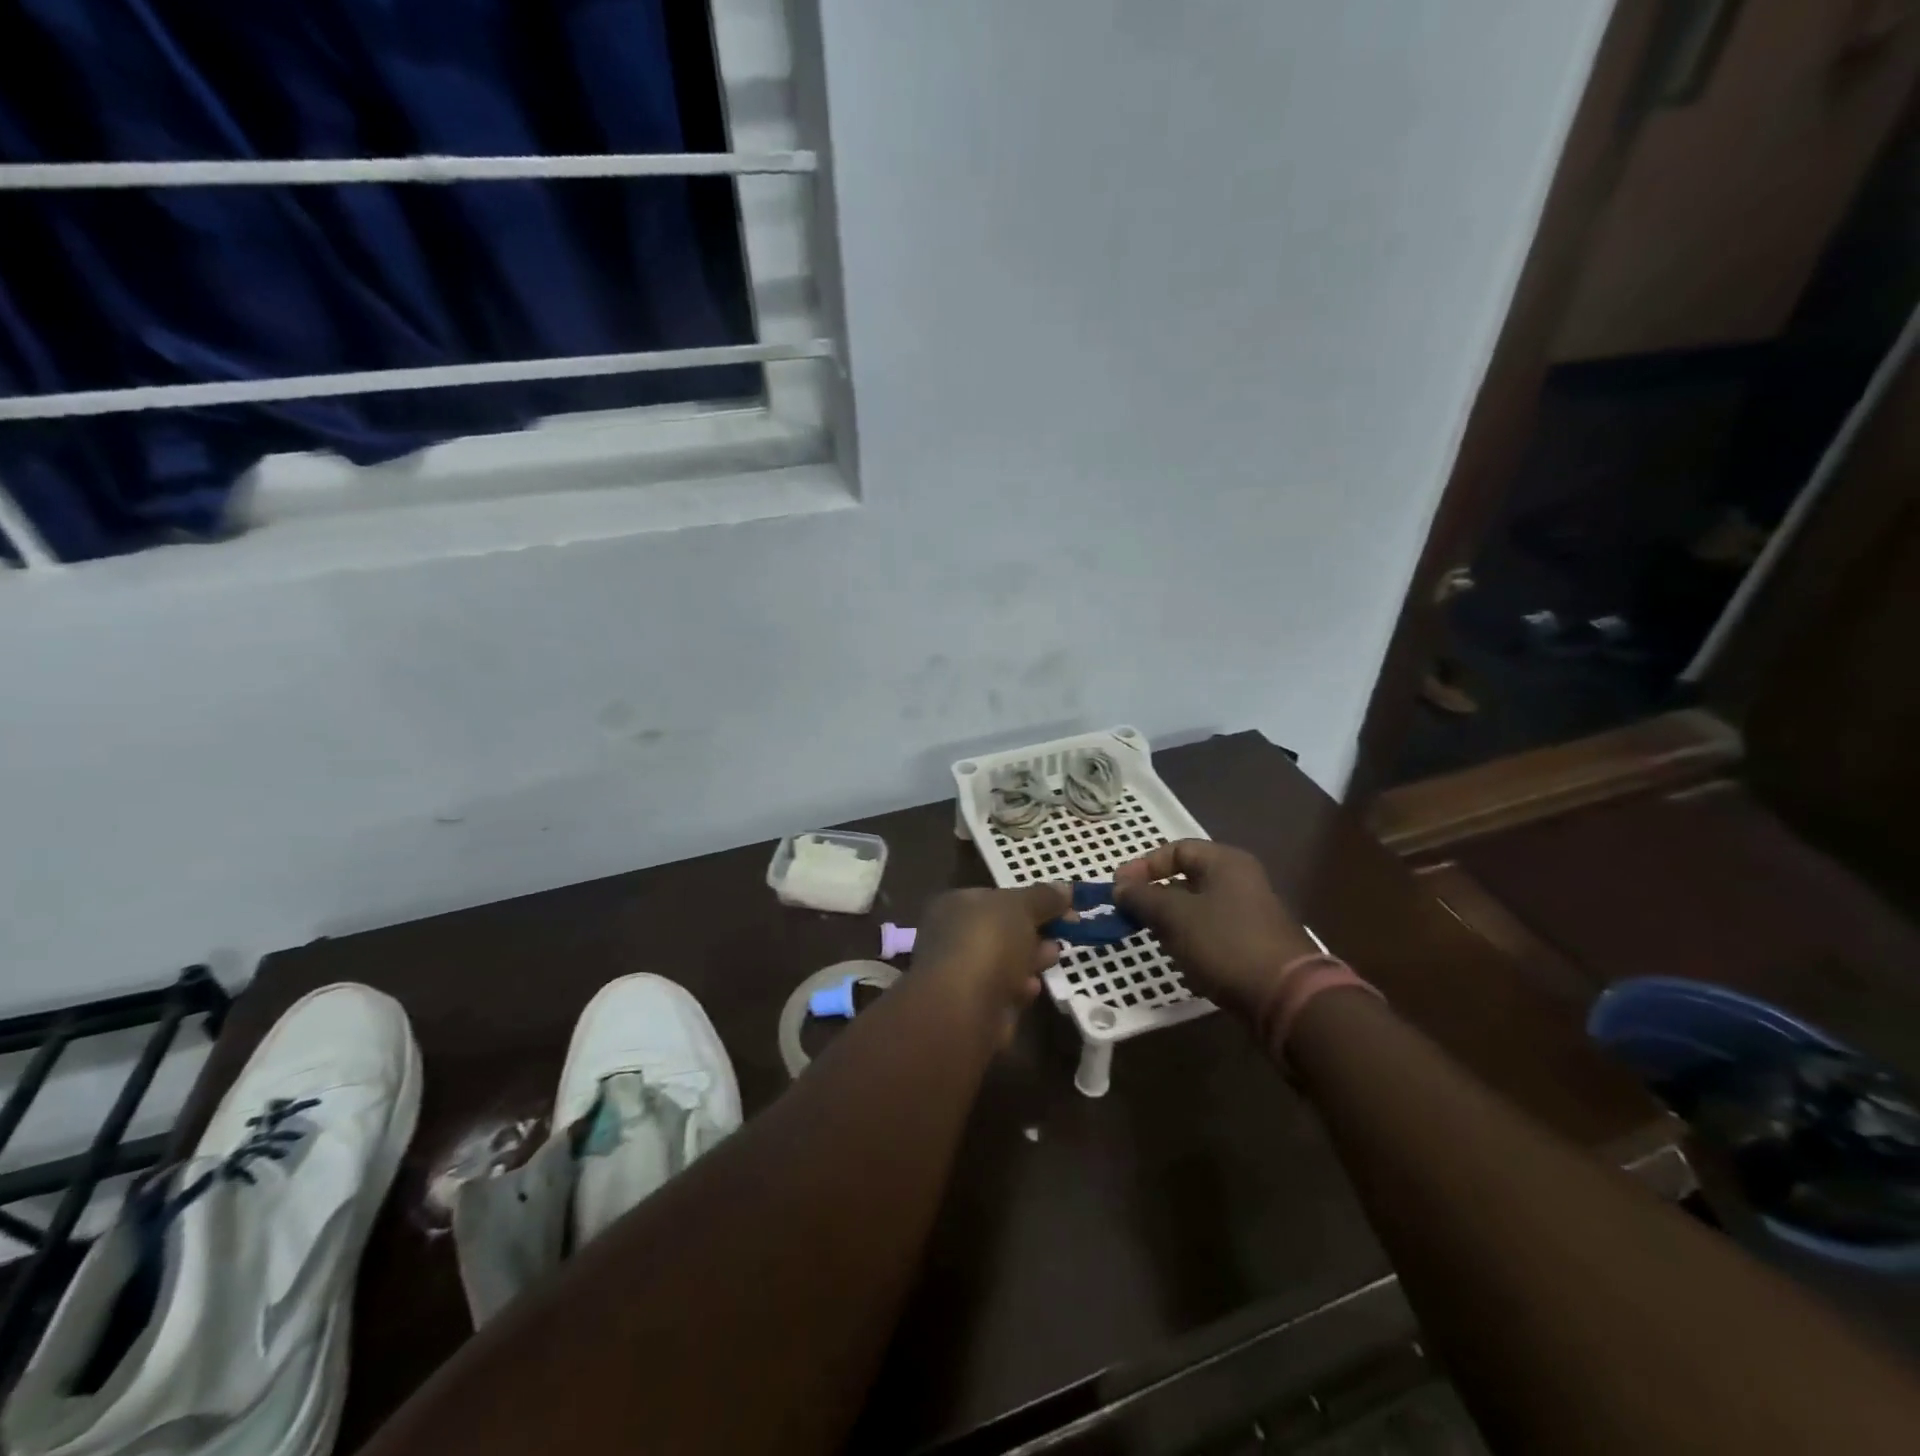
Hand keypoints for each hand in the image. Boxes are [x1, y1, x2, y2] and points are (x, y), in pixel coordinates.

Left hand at [913, 884, 1069, 1044]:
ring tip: (1052, 958)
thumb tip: (1065, 887)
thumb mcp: (1021, 907)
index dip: (1032, 900)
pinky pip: (1002, 989)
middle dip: (1035, 931)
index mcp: (955, 904)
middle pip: (1002, 929)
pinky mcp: (971, 1005)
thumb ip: (1044, 897)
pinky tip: (1031, 988)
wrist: (962, 1007)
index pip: (996, 897)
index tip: (1065, 907)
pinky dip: (1019, 987)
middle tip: (1065, 932)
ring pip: (1004, 961)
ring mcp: (959, 972)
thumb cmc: (988, 942)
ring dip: (1031, 959)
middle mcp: (952, 935)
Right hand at [1114, 841, 1318, 1021]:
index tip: (1119, 888)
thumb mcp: (1175, 916)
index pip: (1177, 849)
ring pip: (1197, 908)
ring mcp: (1250, 914)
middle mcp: (1241, 881)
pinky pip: (1211, 932)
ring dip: (1171, 920)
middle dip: (1155, 895)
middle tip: (1130, 914)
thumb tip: (1119, 887)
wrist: (1286, 998)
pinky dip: (1190, 940)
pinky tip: (1180, 959)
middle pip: (1187, 878)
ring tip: (1151, 937)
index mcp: (1226, 862)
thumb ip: (1143, 897)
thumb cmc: (1226, 943)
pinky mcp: (1252, 944)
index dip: (1144, 865)